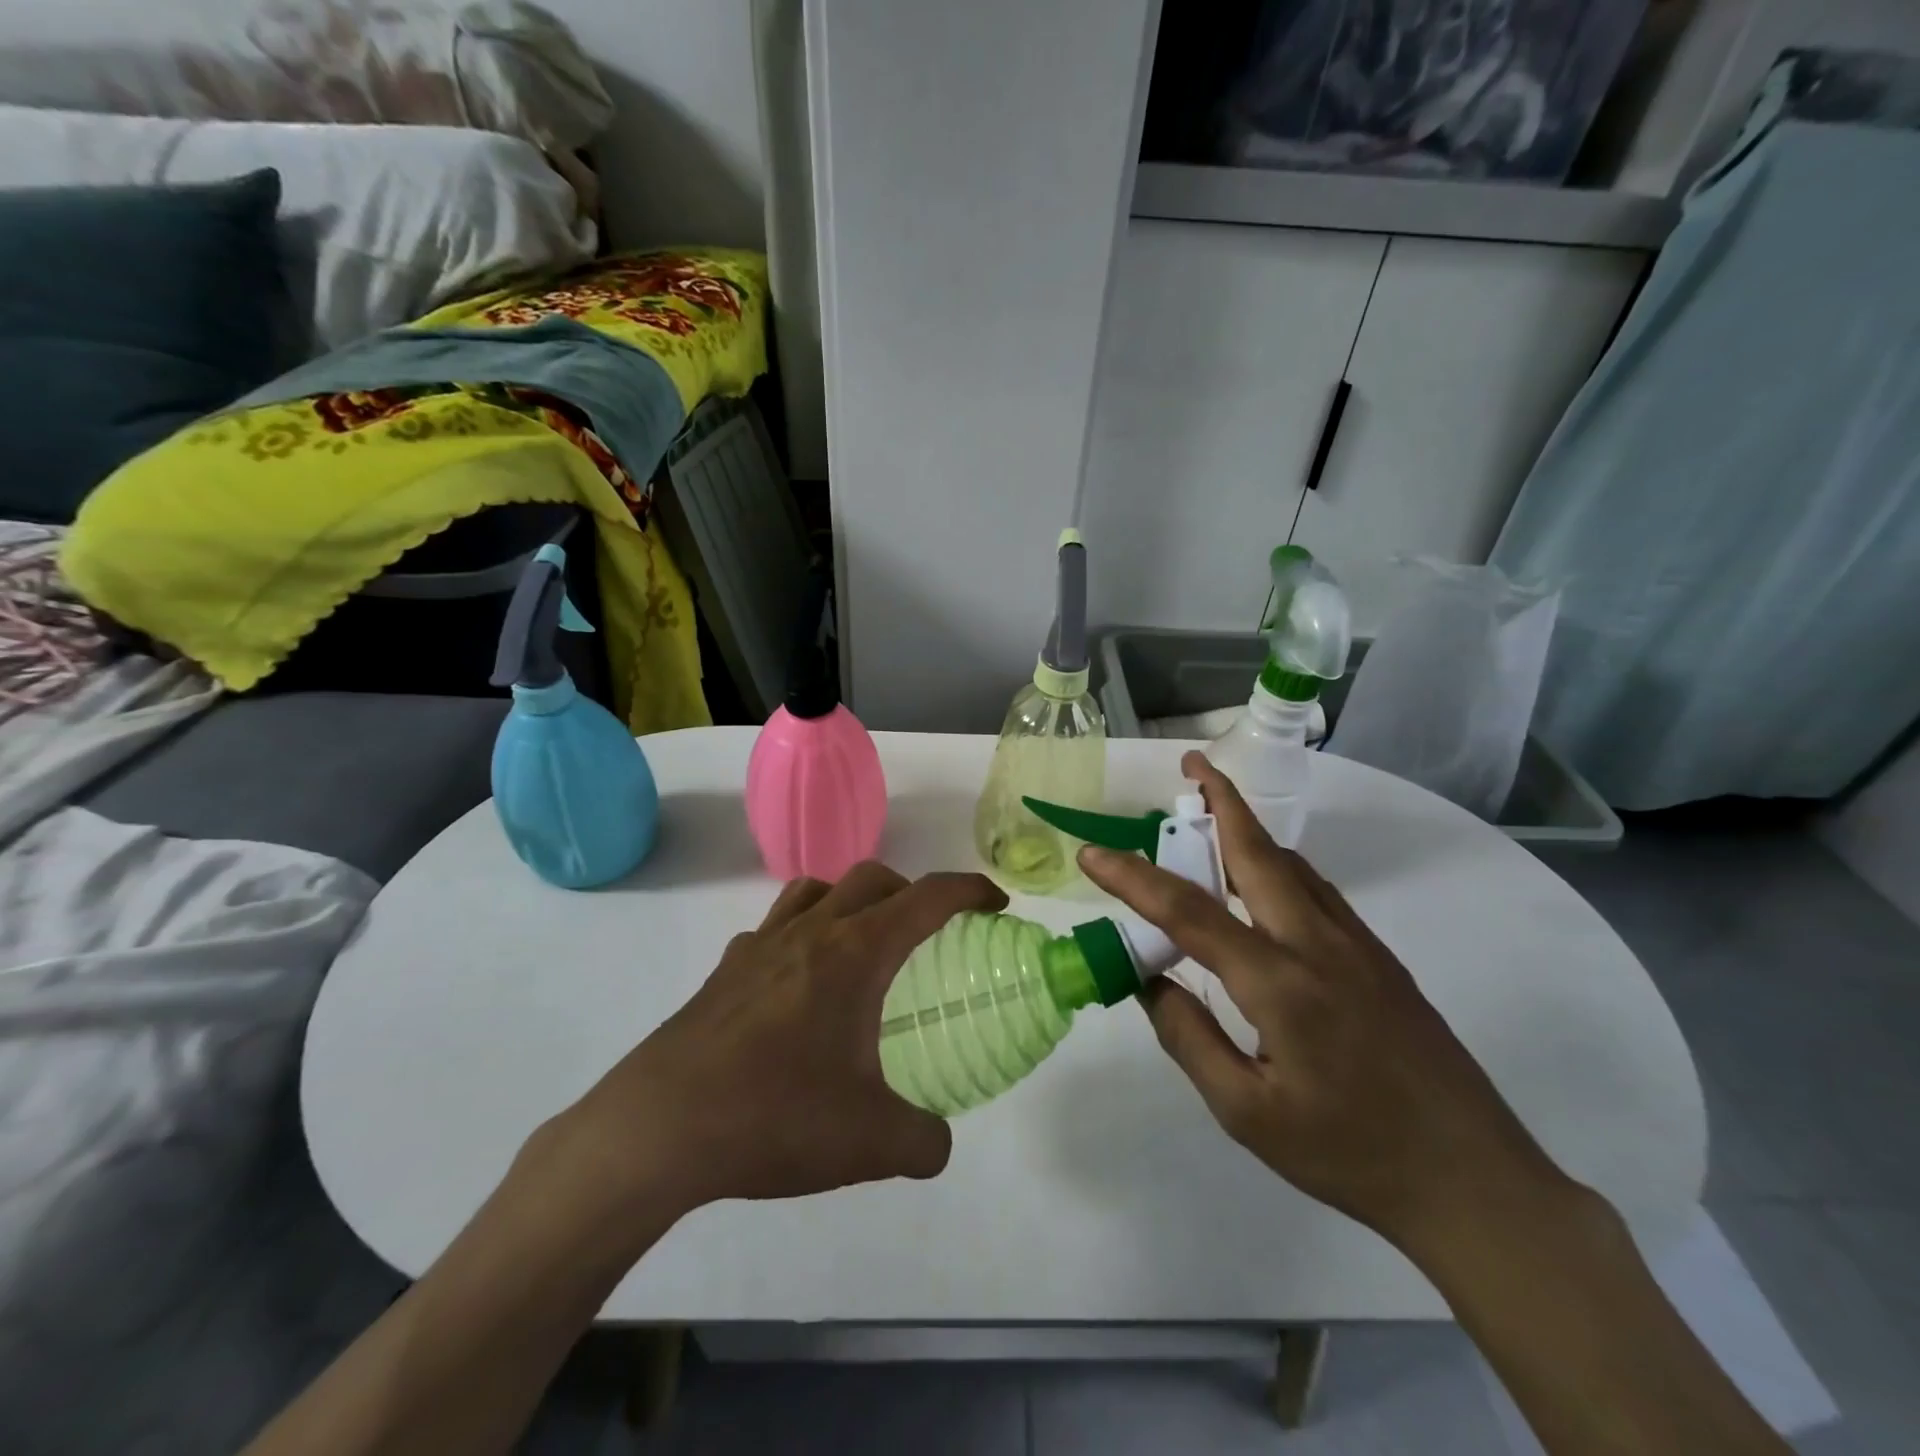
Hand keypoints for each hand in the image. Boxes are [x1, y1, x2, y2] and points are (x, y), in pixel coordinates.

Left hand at [554, 863, 1005, 1218]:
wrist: (660, 1129)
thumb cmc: (774, 1115)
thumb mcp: (870, 1142)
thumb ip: (923, 1141)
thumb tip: (938, 1144)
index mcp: (854, 953)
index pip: (926, 897)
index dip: (968, 891)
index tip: (994, 903)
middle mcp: (811, 932)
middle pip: (872, 878)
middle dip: (912, 891)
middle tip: (930, 930)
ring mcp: (761, 946)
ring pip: (817, 890)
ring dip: (852, 900)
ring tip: (864, 944)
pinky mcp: (725, 971)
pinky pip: (774, 928)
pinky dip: (801, 934)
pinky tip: (799, 984)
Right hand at [1079, 751, 1571, 1253]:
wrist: (1475, 1182)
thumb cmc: (1350, 1154)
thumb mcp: (1247, 1113)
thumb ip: (1188, 1037)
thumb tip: (1148, 979)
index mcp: (1279, 982)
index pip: (1188, 911)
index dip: (1133, 878)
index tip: (1091, 855)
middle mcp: (1317, 944)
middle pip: (1257, 853)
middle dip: (1221, 800)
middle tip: (1190, 765)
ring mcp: (1355, 945)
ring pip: (1291, 866)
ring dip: (1248, 829)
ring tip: (1212, 812)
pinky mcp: (1378, 958)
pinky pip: (1315, 890)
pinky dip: (1277, 864)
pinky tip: (1261, 882)